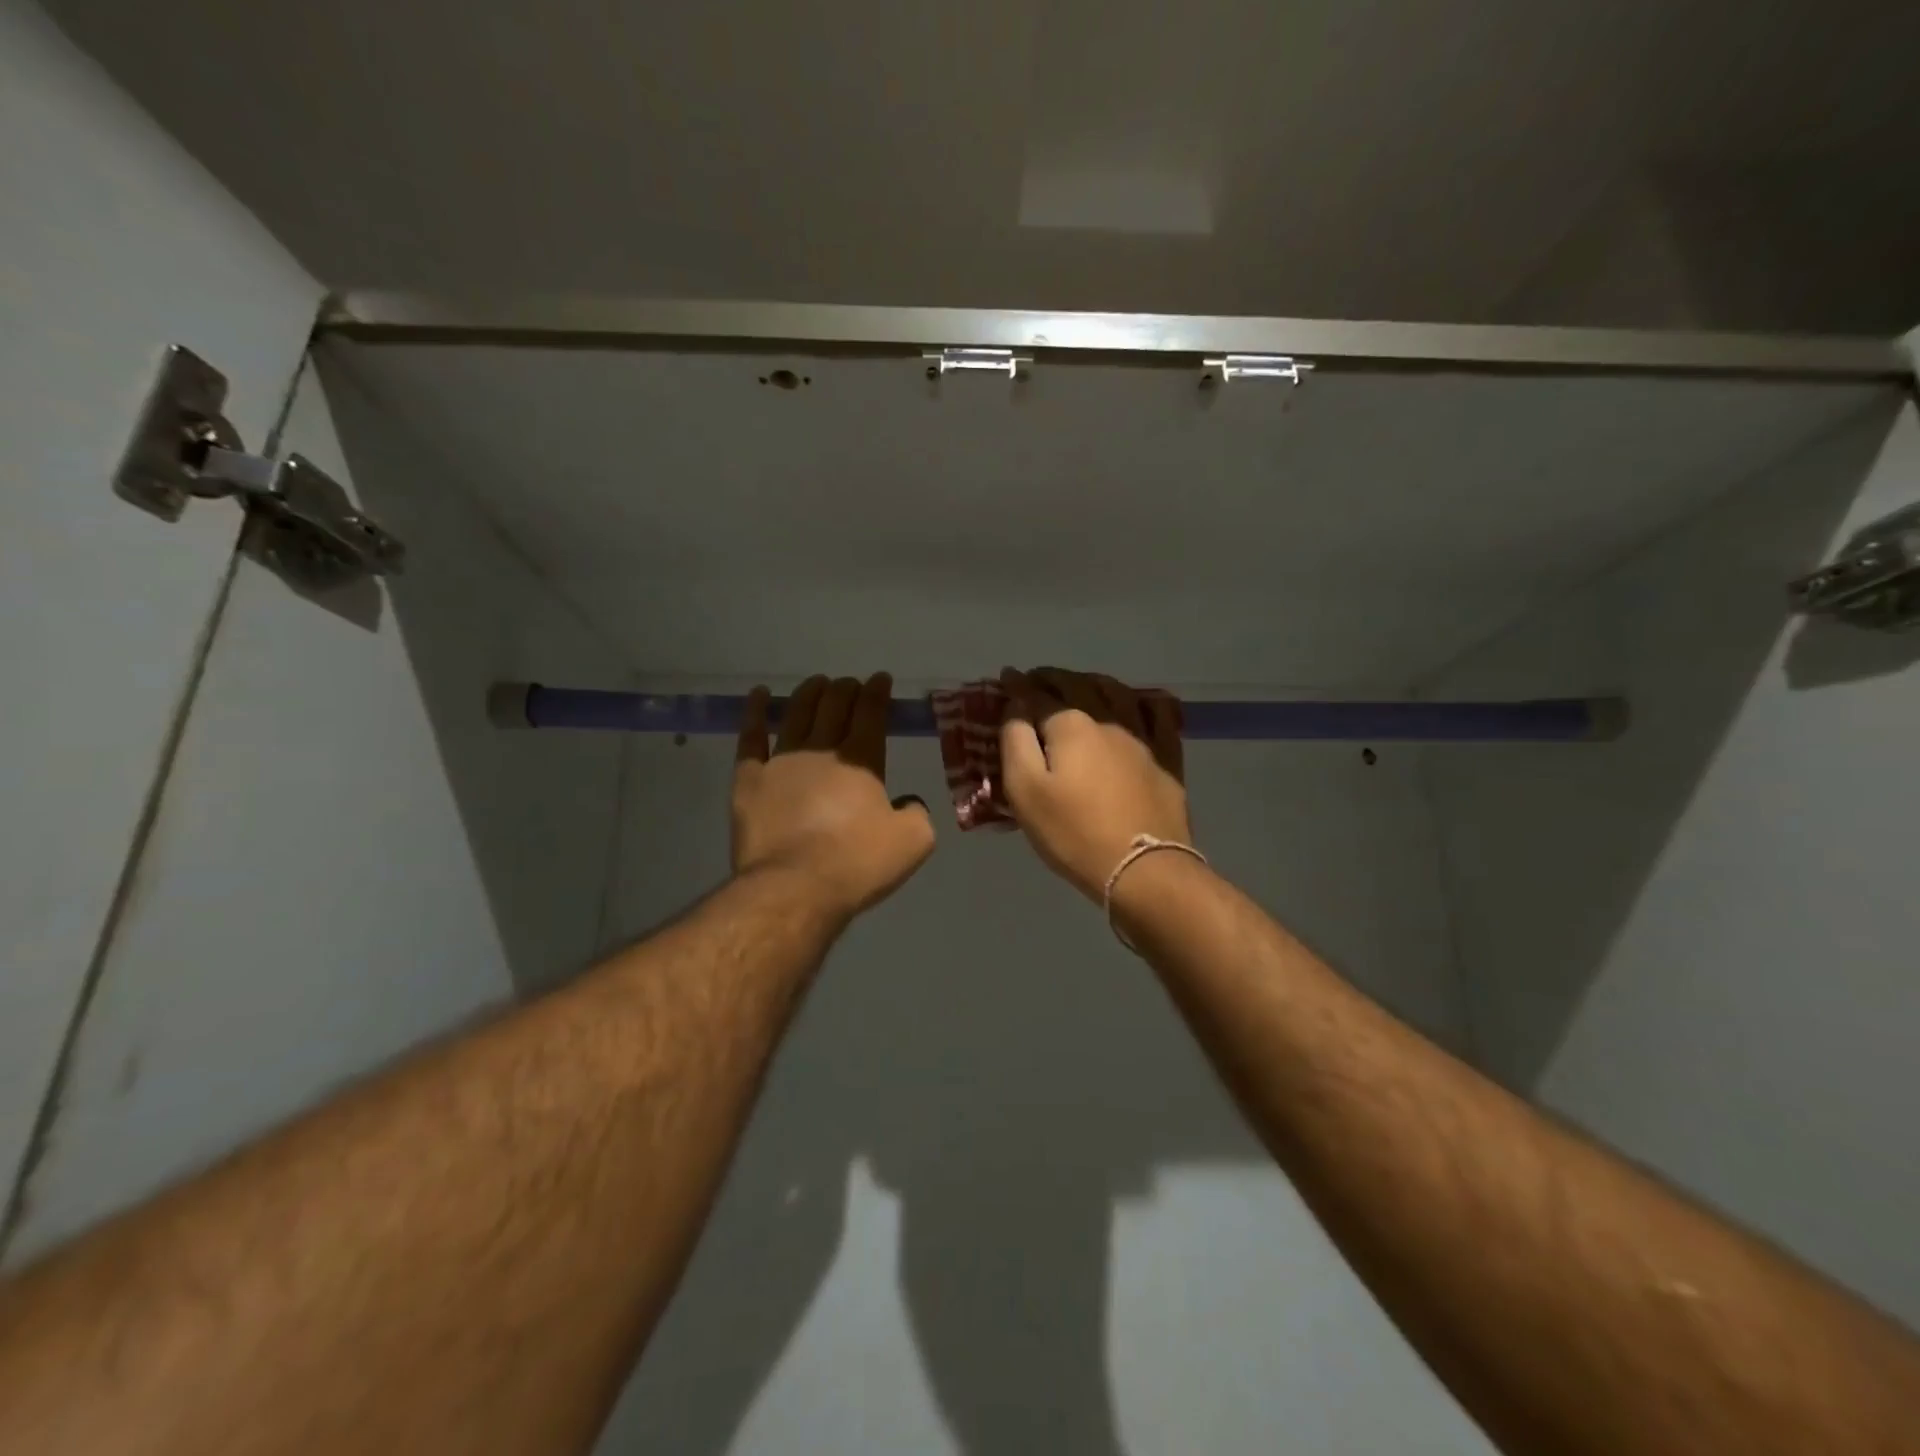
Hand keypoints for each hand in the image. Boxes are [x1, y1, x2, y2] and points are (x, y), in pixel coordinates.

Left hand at [732, 673, 935, 920]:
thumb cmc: (857, 864)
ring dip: (810, 693)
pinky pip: (750, 737)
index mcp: (862, 759)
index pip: (871, 712)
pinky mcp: (749, 779)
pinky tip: (759, 695)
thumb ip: (917, 812)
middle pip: (834, 706)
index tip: (881, 679)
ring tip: (818, 682)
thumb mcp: (913, 842)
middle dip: (846, 689)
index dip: (878, 692)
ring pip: (797, 713)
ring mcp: (781, 761)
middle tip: (851, 684)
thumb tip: (906, 802)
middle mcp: (821, 749)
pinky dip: (755, 712)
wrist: (794, 887)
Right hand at [997, 667, 1191, 901]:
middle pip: (1076, 685)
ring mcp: (1142, 735)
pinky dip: (1142, 700)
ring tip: (1079, 682)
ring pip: (1116, 692)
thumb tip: (1017, 705)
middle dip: (1052, 678)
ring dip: (1092, 681)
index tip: (1007, 678)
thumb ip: (1015, 741)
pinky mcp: (1167, 757)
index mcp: (1070, 724)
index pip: (1037, 695)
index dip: (1018, 686)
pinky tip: (1136, 700)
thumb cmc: (1073, 832)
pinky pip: (1158, 713)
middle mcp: (1108, 718)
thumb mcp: (1025, 790)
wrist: (1142, 868)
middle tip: (1037, 679)